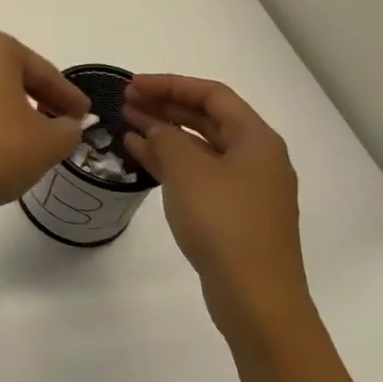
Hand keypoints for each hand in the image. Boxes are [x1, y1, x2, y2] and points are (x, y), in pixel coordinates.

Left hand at [0, 28, 88, 216]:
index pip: (43, 73)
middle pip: (16, 74)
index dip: (69, 98)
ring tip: (40, 134)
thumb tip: (67, 124)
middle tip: (67, 123)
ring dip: (17, 106)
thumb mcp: (48, 142)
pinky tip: (7, 137)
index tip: (86, 115)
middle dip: (42, 98)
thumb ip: (68, 128)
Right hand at [122, 74, 310, 344]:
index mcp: (256, 140)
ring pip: (200, 145)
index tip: (132, 85)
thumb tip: (155, 129)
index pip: (212, 95)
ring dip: (164, 131)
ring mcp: (246, 187)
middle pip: (207, 117)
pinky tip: (139, 154)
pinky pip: (198, 171)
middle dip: (165, 105)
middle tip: (126, 101)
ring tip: (126, 122)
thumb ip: (166, 138)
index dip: (170, 84)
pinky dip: (169, 159)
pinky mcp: (232, 211)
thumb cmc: (224, 223)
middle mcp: (256, 158)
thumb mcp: (187, 170)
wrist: (256, 297)